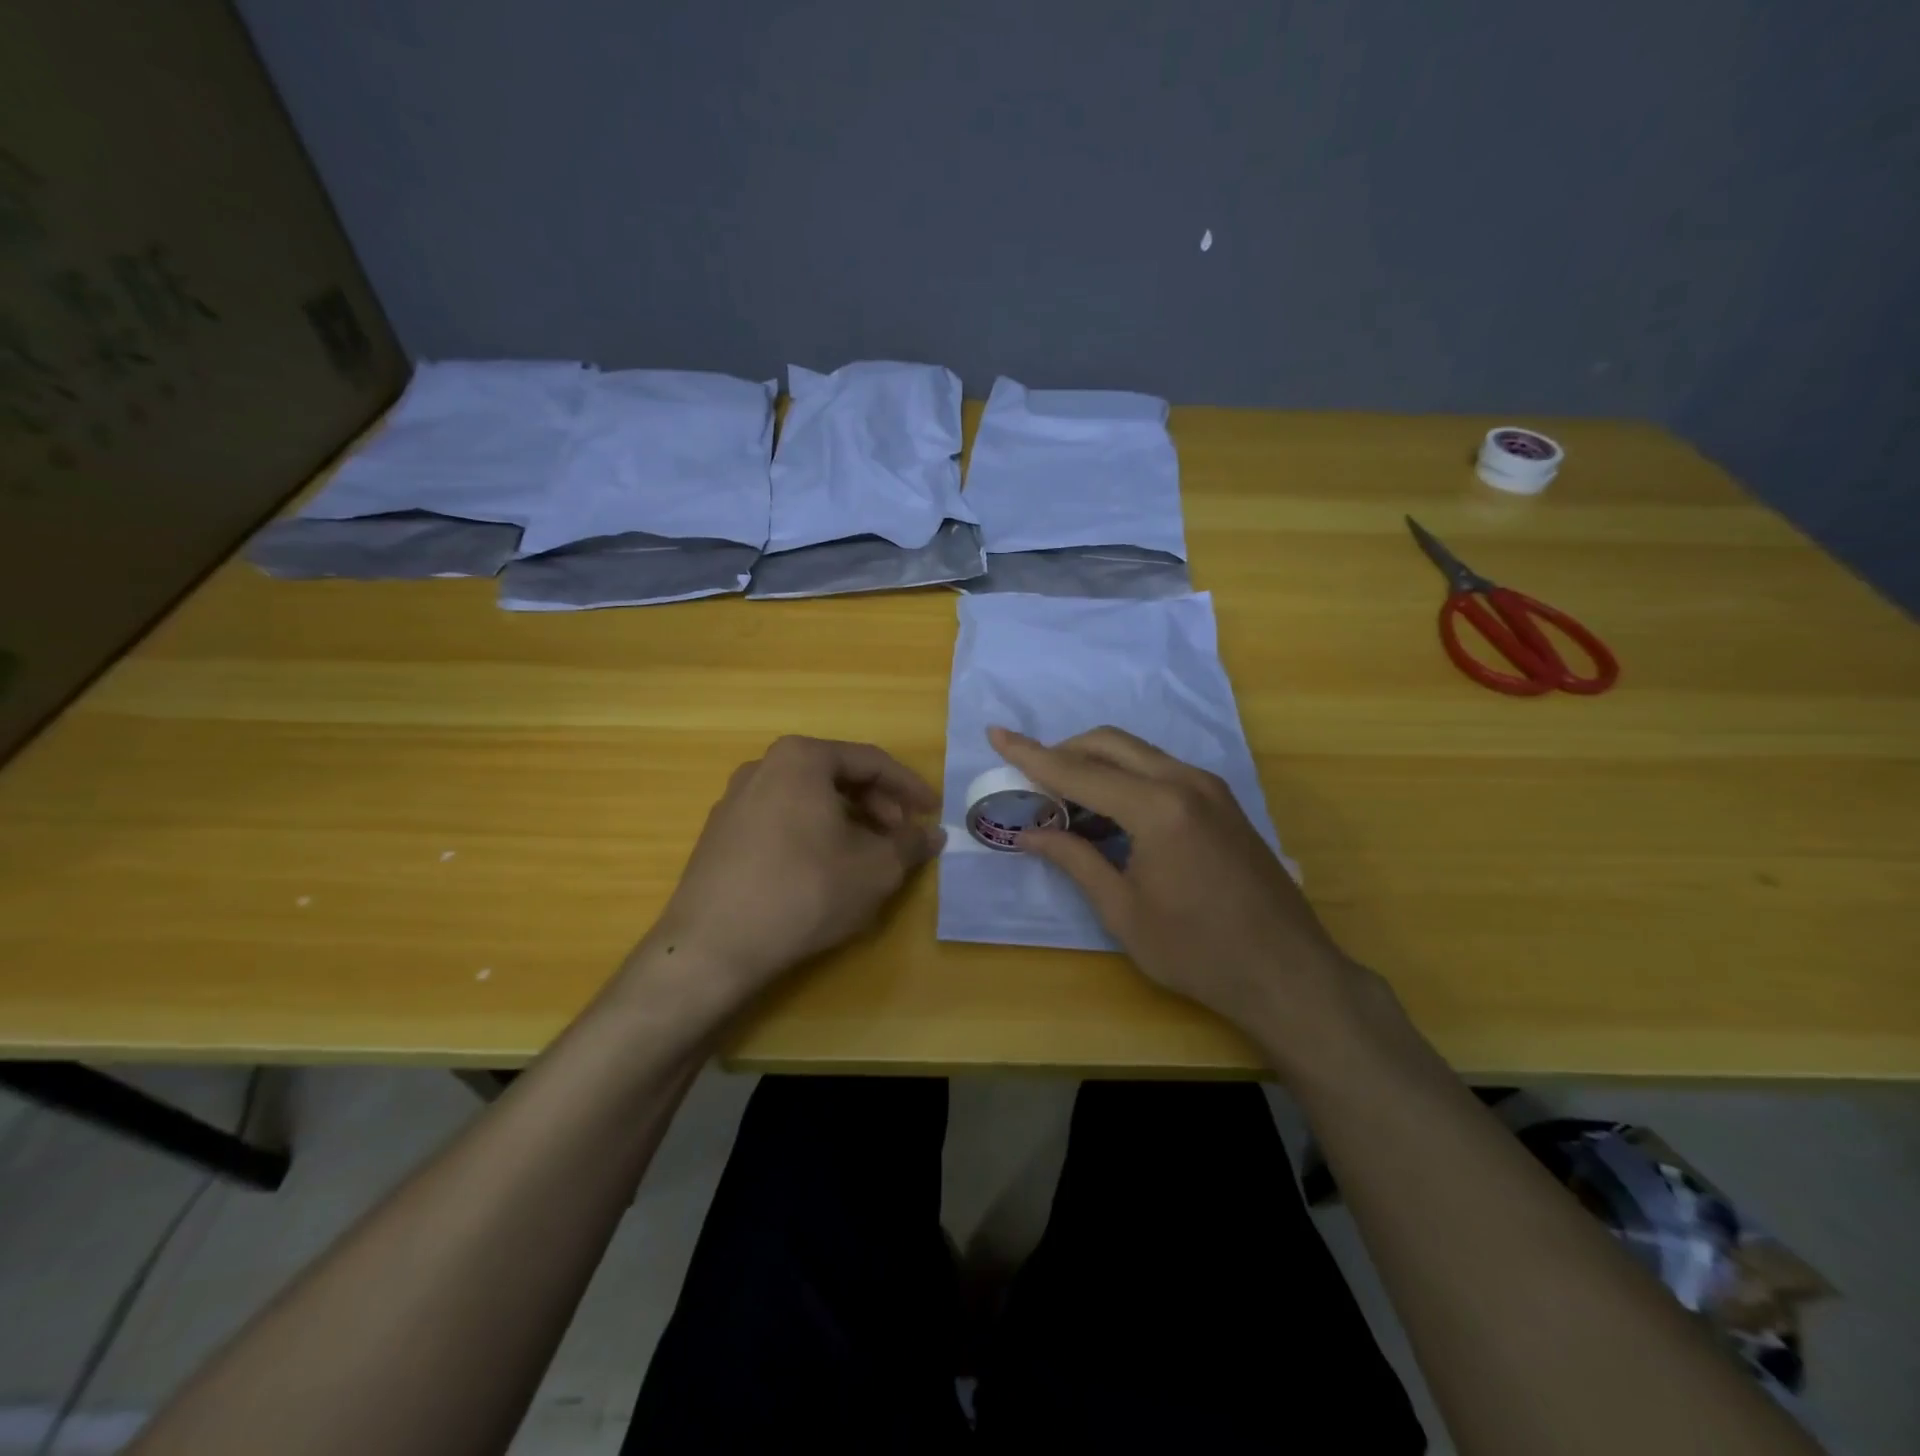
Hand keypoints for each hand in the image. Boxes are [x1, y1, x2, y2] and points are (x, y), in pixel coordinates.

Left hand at [633, 736, 943, 1017]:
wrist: (712, 946)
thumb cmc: (804, 893)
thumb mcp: (875, 870)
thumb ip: (910, 845)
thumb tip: (932, 835)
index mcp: (801, 759)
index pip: (870, 762)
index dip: (908, 788)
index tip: (932, 812)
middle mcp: (764, 766)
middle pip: (836, 775)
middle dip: (877, 805)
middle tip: (900, 837)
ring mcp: (735, 799)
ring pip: (808, 798)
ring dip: (847, 821)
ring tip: (868, 856)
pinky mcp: (720, 833)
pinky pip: (782, 819)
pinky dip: (813, 833)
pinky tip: (825, 869)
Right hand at [989, 725, 1382, 1070]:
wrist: (1287, 973)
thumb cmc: (1197, 952)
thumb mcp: (1123, 911)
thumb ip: (1075, 860)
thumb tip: (1030, 834)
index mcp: (1157, 808)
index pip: (1079, 771)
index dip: (1031, 755)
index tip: (996, 734)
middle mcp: (1185, 782)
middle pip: (1110, 744)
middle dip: (1064, 752)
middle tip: (1032, 779)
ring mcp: (1210, 788)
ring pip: (1138, 753)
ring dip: (1097, 765)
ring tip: (1066, 802)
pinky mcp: (1222, 802)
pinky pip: (1162, 771)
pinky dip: (1127, 778)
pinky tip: (1111, 814)